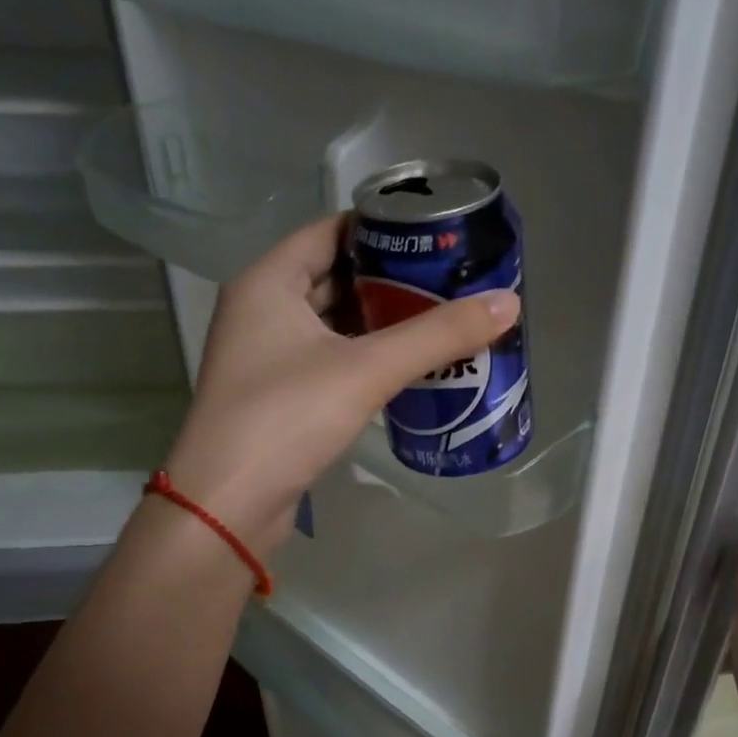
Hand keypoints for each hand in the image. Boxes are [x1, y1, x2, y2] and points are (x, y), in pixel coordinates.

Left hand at [162, 215, 521, 553]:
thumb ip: (437, 336)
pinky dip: (365, 358)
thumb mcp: (367, 370)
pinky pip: (329, 362)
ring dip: (379, 324)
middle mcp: (260, 311)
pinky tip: (406, 368)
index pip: (330, 231)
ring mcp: (266, 358)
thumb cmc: (287, 418)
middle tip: (448, 283)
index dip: (382, 230)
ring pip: (332, 325)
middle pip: (334, 277)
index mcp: (267, 282)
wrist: (228, 505)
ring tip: (438, 322)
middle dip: (389, 280)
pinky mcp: (279, 398)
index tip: (435, 238)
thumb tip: (509, 303)